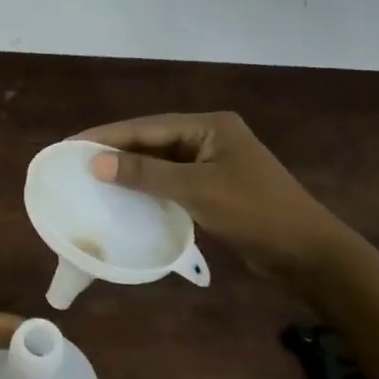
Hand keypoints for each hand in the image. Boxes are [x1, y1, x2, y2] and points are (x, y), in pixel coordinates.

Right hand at [74, 111, 349, 280]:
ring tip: (90, 179)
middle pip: (152, 141)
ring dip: (130, 171)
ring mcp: (212, 163)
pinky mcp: (214, 188)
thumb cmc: (255, 212)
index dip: (107, 136)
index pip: (147, 126)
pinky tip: (124, 198)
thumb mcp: (197, 190)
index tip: (71, 145)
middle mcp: (209, 138)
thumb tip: (95, 162)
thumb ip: (145, 174)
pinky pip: (171, 182)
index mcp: (209, 126)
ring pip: (160, 162)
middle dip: (115, 152)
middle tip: (75, 162)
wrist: (307, 253)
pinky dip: (148, 189)